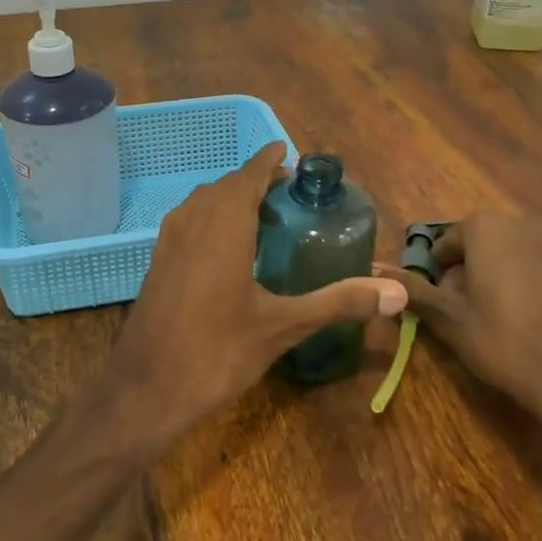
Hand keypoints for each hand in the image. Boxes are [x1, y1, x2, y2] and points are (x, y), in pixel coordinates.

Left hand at [102, 144, 406, 441]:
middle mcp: (193, 220)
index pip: (249, 174)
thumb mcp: (283, 326)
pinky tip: (227, 249)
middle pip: (226, 184)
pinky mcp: (157, 261)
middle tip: (287, 192)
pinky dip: (211, 217)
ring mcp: (169, 240)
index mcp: (224, 224)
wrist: (145, 389)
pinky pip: (188, 220)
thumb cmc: (217, 351)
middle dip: (255, 180)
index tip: (288, 151)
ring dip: (230, 198)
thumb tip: (396, 294)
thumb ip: (338, 302)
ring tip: (262, 216)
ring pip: (203, 201)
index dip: (269, 159)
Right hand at [392, 210, 541, 439]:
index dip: (438, 274)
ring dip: (495, 277)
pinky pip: (537, 269)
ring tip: (495, 318)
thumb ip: (412, 289)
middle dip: (467, 272)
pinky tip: (529, 321)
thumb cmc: (501, 339)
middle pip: (478, 244)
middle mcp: (520, 222)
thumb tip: (374, 271)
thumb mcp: (447, 317)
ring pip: (508, 255)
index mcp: (485, 226)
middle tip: (465, 313)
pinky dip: (526, 286)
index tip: (441, 304)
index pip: (446, 243)